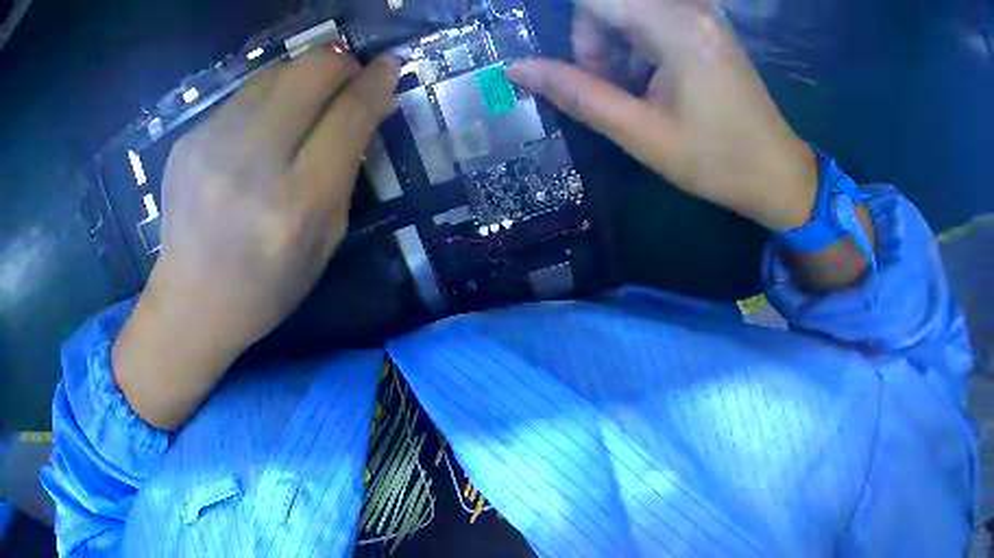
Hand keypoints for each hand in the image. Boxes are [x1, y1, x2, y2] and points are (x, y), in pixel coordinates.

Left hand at [113, 49, 400, 429]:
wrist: (190, 302)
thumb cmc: (268, 285)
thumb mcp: (326, 239)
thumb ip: (348, 168)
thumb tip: (368, 103)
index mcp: (297, 203)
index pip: (349, 115)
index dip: (375, 81)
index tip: (388, 66)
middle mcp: (252, 165)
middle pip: (310, 72)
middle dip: (340, 65)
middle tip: (346, 81)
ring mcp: (211, 146)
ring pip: (275, 72)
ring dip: (301, 78)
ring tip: (304, 104)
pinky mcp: (188, 140)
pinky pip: (242, 96)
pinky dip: (265, 100)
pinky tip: (260, 131)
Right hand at [507, 0, 817, 231]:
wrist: (777, 173)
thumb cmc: (717, 161)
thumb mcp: (642, 134)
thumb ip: (578, 94)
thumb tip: (517, 68)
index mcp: (676, 27)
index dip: (571, 27)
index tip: (571, 68)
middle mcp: (689, 7)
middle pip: (608, 2)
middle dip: (591, 39)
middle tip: (603, 85)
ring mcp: (700, 13)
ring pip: (627, 8)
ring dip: (612, 42)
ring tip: (630, 90)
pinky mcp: (705, 24)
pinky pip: (650, 16)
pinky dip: (634, 42)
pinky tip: (650, 78)